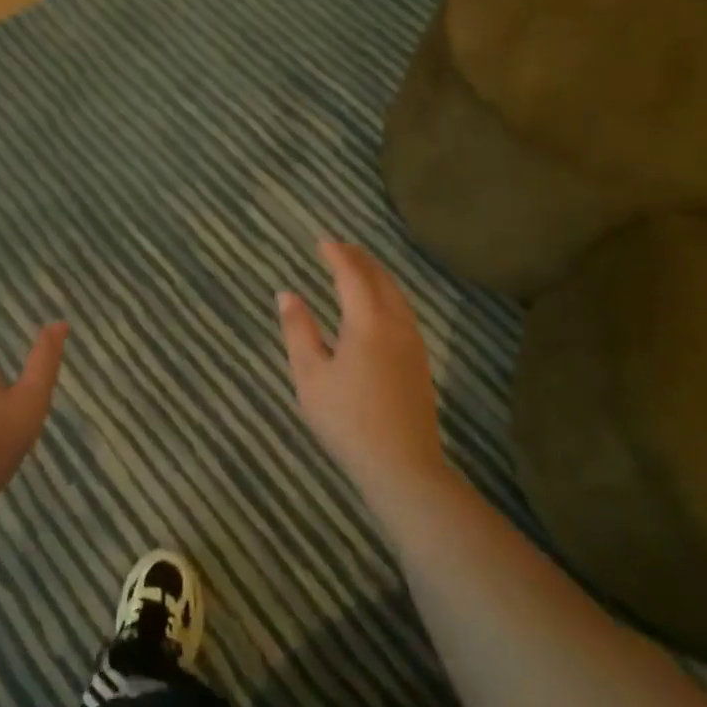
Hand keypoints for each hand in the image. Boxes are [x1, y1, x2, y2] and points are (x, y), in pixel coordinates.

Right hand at [277, 241, 450, 510]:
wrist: (402, 465)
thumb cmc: (347, 419)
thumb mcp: (310, 375)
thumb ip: (298, 330)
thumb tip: (286, 294)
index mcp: (367, 322)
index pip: (352, 275)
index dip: (337, 255)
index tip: (321, 241)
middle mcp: (396, 325)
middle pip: (381, 280)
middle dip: (360, 259)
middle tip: (339, 248)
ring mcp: (413, 344)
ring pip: (397, 295)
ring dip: (377, 276)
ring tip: (358, 269)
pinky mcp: (420, 363)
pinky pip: (404, 312)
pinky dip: (388, 295)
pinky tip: (378, 307)